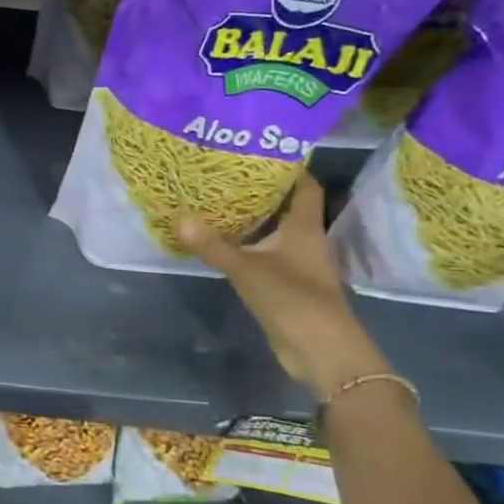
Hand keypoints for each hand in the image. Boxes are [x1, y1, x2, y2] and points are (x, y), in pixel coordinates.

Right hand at [175, 173, 381, 394]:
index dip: (289, 166)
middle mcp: (306, 240)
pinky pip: (266, 253)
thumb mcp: (248, 270)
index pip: (305, 186)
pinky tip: (223, 239)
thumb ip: (214, 246)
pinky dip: (249, 243)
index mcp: (306, 228)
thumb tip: (179, 218)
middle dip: (261, 188)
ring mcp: (298, 264)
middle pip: (287, 205)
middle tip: (226, 170)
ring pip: (276, 230)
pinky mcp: (288, 284)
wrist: (324, 354)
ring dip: (254, 217)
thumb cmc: (295, 300)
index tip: (260, 150)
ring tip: (218, 198)